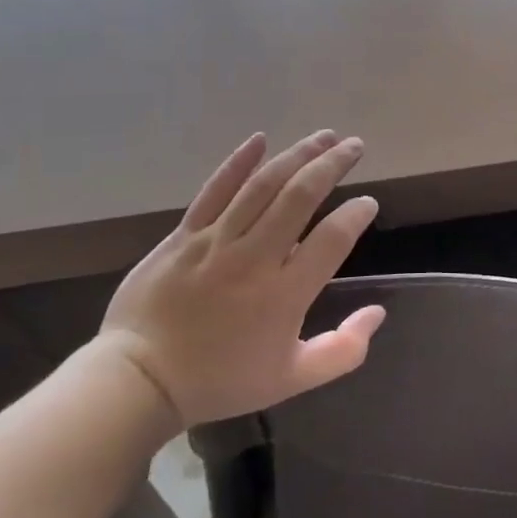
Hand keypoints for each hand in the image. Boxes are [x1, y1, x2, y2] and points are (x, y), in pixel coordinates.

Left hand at [96, 130, 384, 429]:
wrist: (138, 381)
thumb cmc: (220, 380)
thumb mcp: (291, 379)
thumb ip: (342, 350)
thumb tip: (378, 314)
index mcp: (285, 294)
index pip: (332, 239)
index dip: (356, 214)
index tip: (368, 203)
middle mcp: (255, 257)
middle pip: (300, 196)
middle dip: (332, 165)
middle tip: (355, 146)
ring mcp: (216, 241)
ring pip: (263, 185)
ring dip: (298, 155)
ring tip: (325, 136)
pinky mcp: (184, 235)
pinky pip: (215, 190)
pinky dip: (239, 162)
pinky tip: (261, 139)